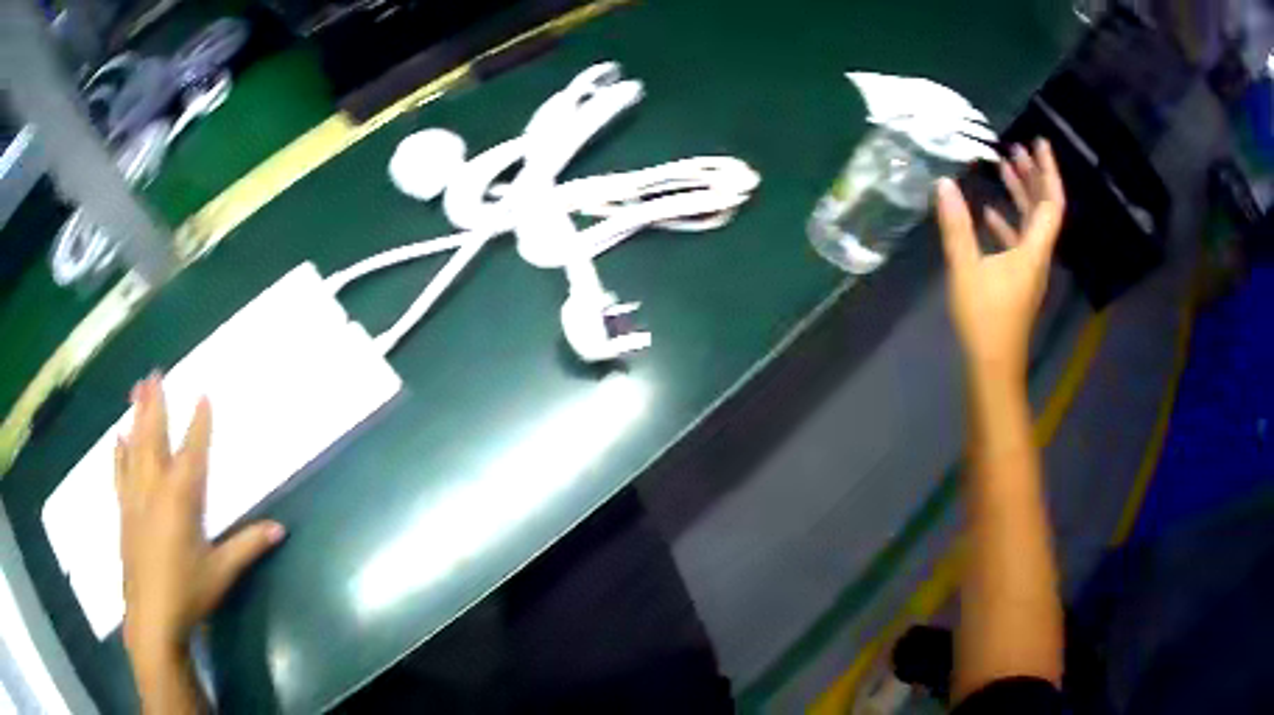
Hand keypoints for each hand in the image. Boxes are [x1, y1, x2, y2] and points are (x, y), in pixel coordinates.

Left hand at [115, 374, 284, 664]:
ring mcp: (135, 497)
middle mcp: (155, 487)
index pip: (193, 451)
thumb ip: (248, 546)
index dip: (199, 423)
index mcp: (181, 497)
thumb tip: (280, 529)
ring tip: (136, 389)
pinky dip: (119, 453)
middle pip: (154, 437)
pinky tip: (118, 438)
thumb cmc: (188, 591)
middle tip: (154, 373)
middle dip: (155, 403)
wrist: (152, 615)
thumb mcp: (222, 572)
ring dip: (136, 416)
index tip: (202, 395)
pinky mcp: (124, 511)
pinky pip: (119, 472)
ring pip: (134, 447)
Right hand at [936, 139, 1065, 380]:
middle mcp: (1038, 255)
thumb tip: (944, 184)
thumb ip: (956, 226)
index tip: (1037, 142)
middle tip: (1016, 148)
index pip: (1051, 202)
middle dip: (1032, 176)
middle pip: (1044, 209)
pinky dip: (1008, 221)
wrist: (993, 365)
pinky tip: (990, 212)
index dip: (1047, 170)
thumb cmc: (984, 319)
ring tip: (1003, 169)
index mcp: (1033, 250)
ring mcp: (1029, 268)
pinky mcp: (1018, 280)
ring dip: (1021, 195)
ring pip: (1032, 223)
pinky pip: (1020, 241)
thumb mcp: (965, 269)